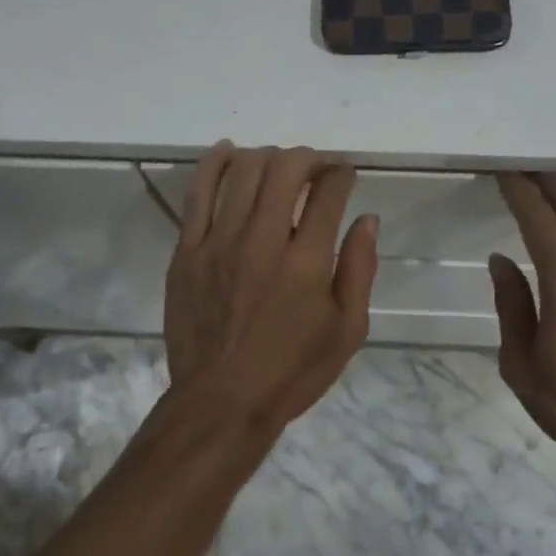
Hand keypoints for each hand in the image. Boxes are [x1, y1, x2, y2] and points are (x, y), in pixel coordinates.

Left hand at [164, 142, 379, 436]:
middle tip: (315, 168)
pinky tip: (229, 151)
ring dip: (268, 156)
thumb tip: (367, 219)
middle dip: (307, 157)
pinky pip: (198, 192)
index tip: (344, 176)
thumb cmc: (292, 371)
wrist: (220, 404)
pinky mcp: (188, 250)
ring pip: (243, 171)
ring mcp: (220, 242)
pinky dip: (215, 163)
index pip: (329, 191)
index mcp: (307, 262)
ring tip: (278, 165)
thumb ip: (361, 269)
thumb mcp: (348, 331)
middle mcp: (264, 240)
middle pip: (285, 168)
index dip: (341, 173)